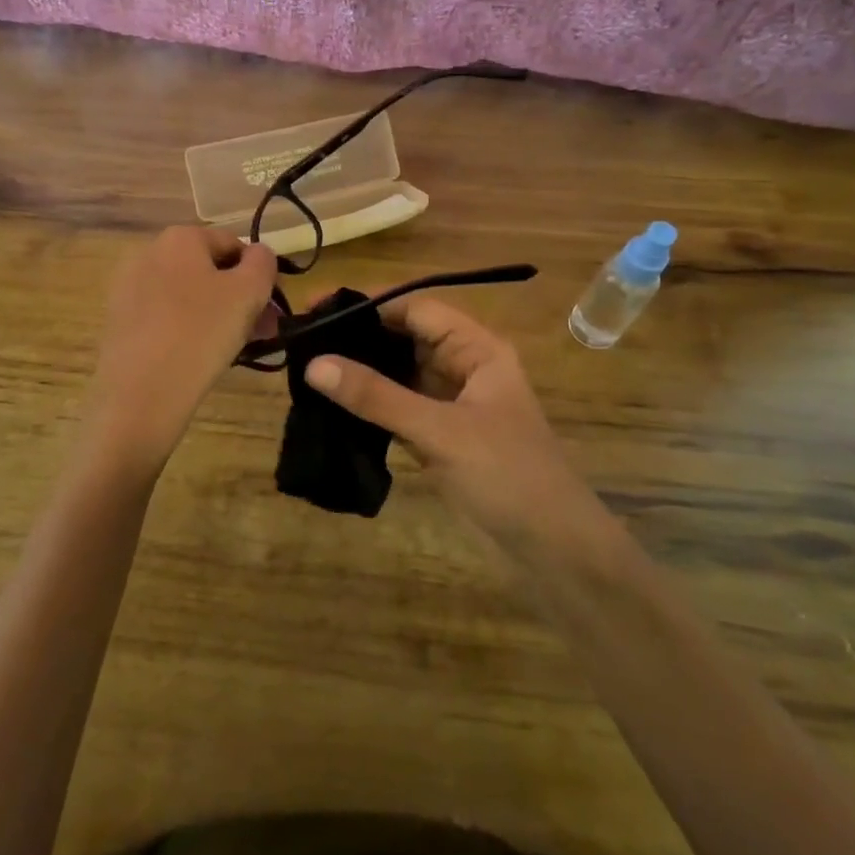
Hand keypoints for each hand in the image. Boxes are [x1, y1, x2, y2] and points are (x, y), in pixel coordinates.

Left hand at [83, 226, 276, 466]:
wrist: (141, 393)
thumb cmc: (202, 332)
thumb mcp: (249, 292)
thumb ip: (263, 262)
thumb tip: (258, 254)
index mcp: (180, 237)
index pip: (233, 244)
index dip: (259, 274)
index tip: (273, 309)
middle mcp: (148, 252)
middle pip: (209, 270)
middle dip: (240, 298)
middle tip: (262, 332)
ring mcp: (129, 287)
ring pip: (188, 295)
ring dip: (218, 314)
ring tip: (237, 348)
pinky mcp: (120, 320)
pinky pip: (166, 316)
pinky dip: (188, 328)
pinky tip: (201, 356)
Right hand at [303, 295, 616, 549]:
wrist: (552, 550)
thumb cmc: (507, 475)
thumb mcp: (440, 431)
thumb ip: (377, 397)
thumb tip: (314, 364)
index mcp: (477, 349)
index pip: (416, 309)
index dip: (369, 304)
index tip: (318, 308)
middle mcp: (463, 368)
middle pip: (405, 338)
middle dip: (359, 337)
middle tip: (303, 339)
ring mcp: (451, 404)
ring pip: (399, 374)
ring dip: (361, 372)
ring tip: (306, 368)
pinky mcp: (439, 437)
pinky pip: (397, 408)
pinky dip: (369, 406)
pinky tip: (331, 406)